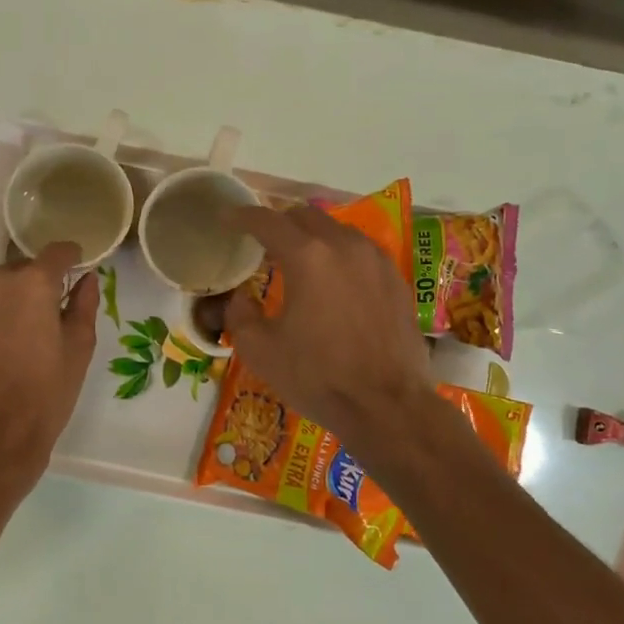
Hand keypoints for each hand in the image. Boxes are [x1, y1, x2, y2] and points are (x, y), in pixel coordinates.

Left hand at [0, 242, 99, 485]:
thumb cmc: (46, 391)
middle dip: (33, 289)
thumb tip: (87, 278)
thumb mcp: (79, 347)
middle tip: (41, 324)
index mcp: (34, 281)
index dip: (70, 261)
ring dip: (3, 302)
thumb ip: (84, 303)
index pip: (58, 252)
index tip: (74, 275)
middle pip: (22, 271)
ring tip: (9, 340)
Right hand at [224, 206, 434, 452]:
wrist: (387, 407)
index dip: (242, 216)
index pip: (267, 221)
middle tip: (262, 241)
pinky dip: (339, 254)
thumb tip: (241, 297)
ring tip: (298, 259)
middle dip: (279, 222)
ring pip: (337, 229)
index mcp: (307, 257)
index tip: (227, 218)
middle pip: (305, 216)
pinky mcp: (396, 279)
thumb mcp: (260, 350)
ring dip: (312, 236)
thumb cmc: (318, 377)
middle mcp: (344, 246)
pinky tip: (333, 279)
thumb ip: (240, 314)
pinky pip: (360, 250)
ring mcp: (376, 260)